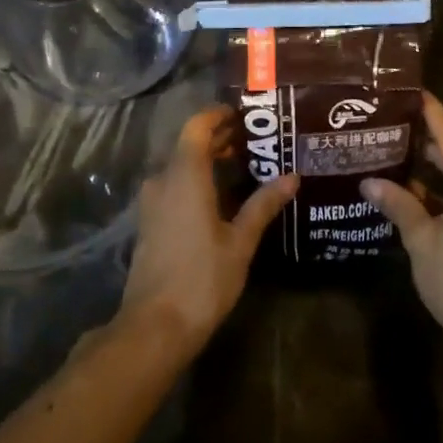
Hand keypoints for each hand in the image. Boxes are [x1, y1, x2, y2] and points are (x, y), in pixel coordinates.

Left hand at [119, 106, 297, 357]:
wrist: (154, 327)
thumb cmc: (202, 279)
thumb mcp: (240, 241)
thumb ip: (263, 205)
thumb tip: (292, 177)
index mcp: (185, 177)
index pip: (196, 127)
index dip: (217, 115)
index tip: (243, 115)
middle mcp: (163, 182)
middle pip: (188, 145)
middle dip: (218, 138)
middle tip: (253, 140)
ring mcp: (152, 204)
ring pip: (180, 167)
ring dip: (207, 160)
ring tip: (243, 164)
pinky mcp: (150, 223)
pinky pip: (174, 186)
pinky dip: (196, 180)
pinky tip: (221, 196)